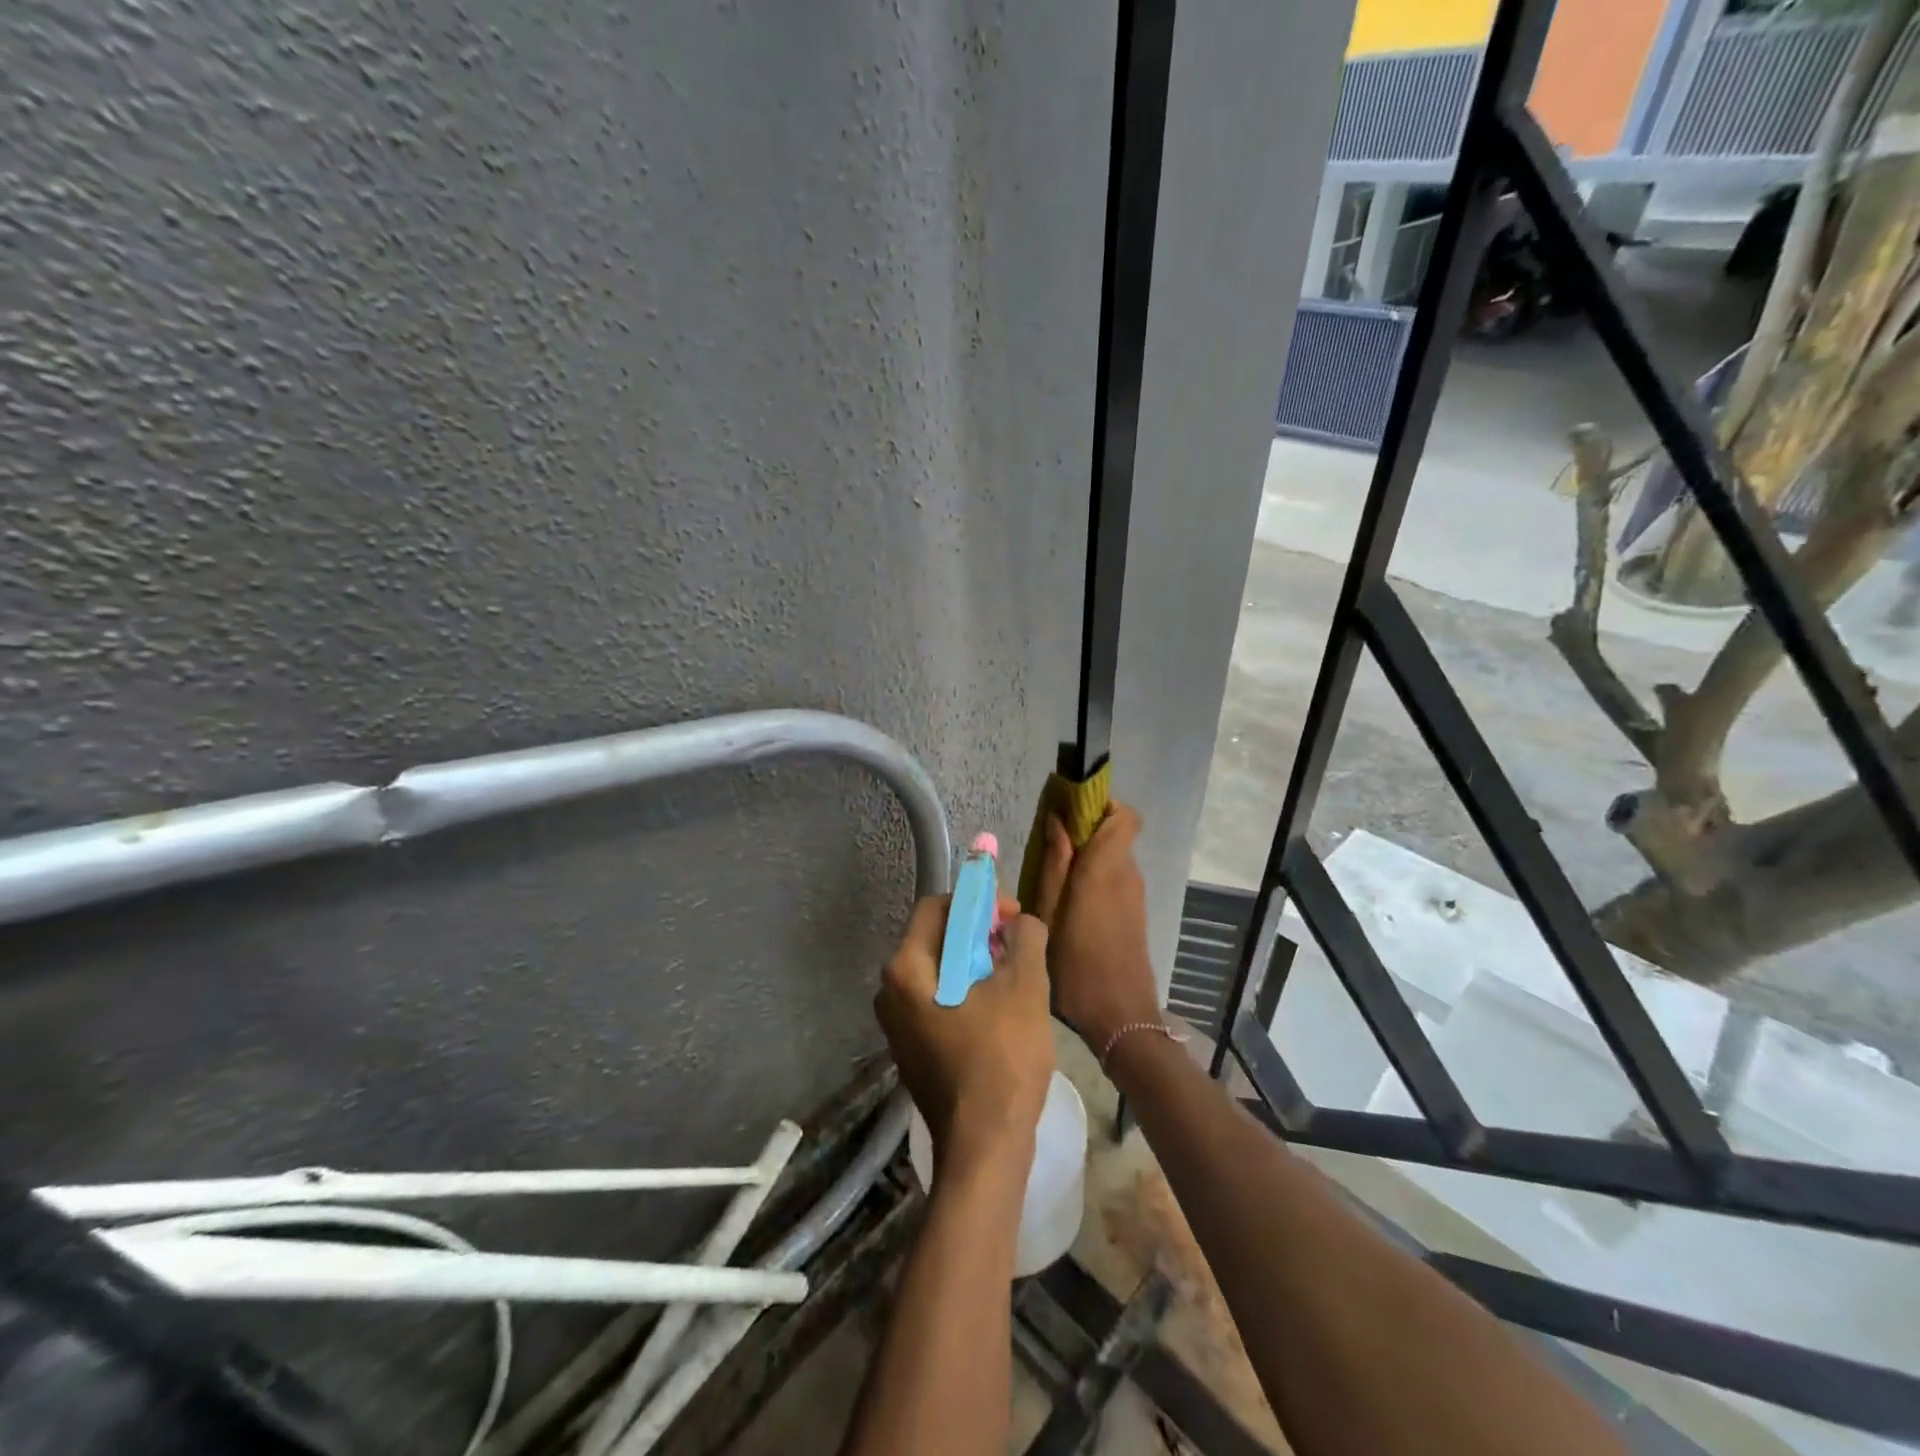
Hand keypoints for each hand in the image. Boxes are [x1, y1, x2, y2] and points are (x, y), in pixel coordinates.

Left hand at [875, 896, 1054, 1167]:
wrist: (984, 1147)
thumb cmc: (1002, 1059)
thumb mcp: (1025, 987)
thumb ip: (1025, 938)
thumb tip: (1021, 921)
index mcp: (905, 969)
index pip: (936, 907)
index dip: (976, 902)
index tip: (1013, 917)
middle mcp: (889, 991)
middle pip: (936, 939)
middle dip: (979, 934)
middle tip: (1018, 946)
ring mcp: (897, 1024)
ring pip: (940, 971)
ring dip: (977, 964)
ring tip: (1015, 977)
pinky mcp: (912, 1049)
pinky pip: (938, 1000)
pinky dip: (967, 992)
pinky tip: (1000, 1010)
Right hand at [1030, 802, 1159, 1056]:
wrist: (1120, 1017)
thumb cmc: (1076, 963)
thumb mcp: (1049, 913)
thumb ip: (1055, 864)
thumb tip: (1058, 820)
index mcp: (1107, 867)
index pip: (1125, 815)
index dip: (1101, 805)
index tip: (1069, 811)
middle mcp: (1127, 874)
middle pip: (1114, 833)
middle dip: (1085, 831)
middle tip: (1047, 846)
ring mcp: (1134, 895)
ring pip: (1113, 857)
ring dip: (1087, 857)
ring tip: (1051, 878)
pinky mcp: (1134, 914)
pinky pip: (1115, 879)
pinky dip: (1094, 878)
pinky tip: (1068, 904)